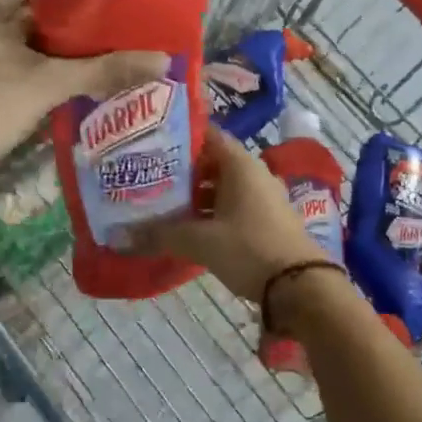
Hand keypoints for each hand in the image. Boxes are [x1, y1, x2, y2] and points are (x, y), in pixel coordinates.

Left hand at [0, 0, 167, 164]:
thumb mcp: (50, 83)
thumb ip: (104, 69)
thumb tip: (162, 60)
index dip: (79, 1)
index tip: (115, 12)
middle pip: (36, 19)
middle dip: (74, 33)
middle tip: (118, 37)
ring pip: (29, 47)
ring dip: (61, 56)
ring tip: (108, 59)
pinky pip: (19, 68)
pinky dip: (44, 74)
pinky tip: (79, 83)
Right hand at [135, 123, 328, 301]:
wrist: (300, 285)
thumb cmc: (249, 248)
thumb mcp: (200, 241)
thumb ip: (161, 234)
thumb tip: (122, 236)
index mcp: (240, 164)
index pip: (207, 136)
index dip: (179, 138)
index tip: (150, 146)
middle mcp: (254, 173)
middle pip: (212, 163)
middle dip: (182, 172)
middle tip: (149, 179)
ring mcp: (264, 197)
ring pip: (222, 187)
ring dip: (196, 196)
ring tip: (162, 206)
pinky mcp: (267, 220)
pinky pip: (233, 207)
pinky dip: (211, 213)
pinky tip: (189, 228)